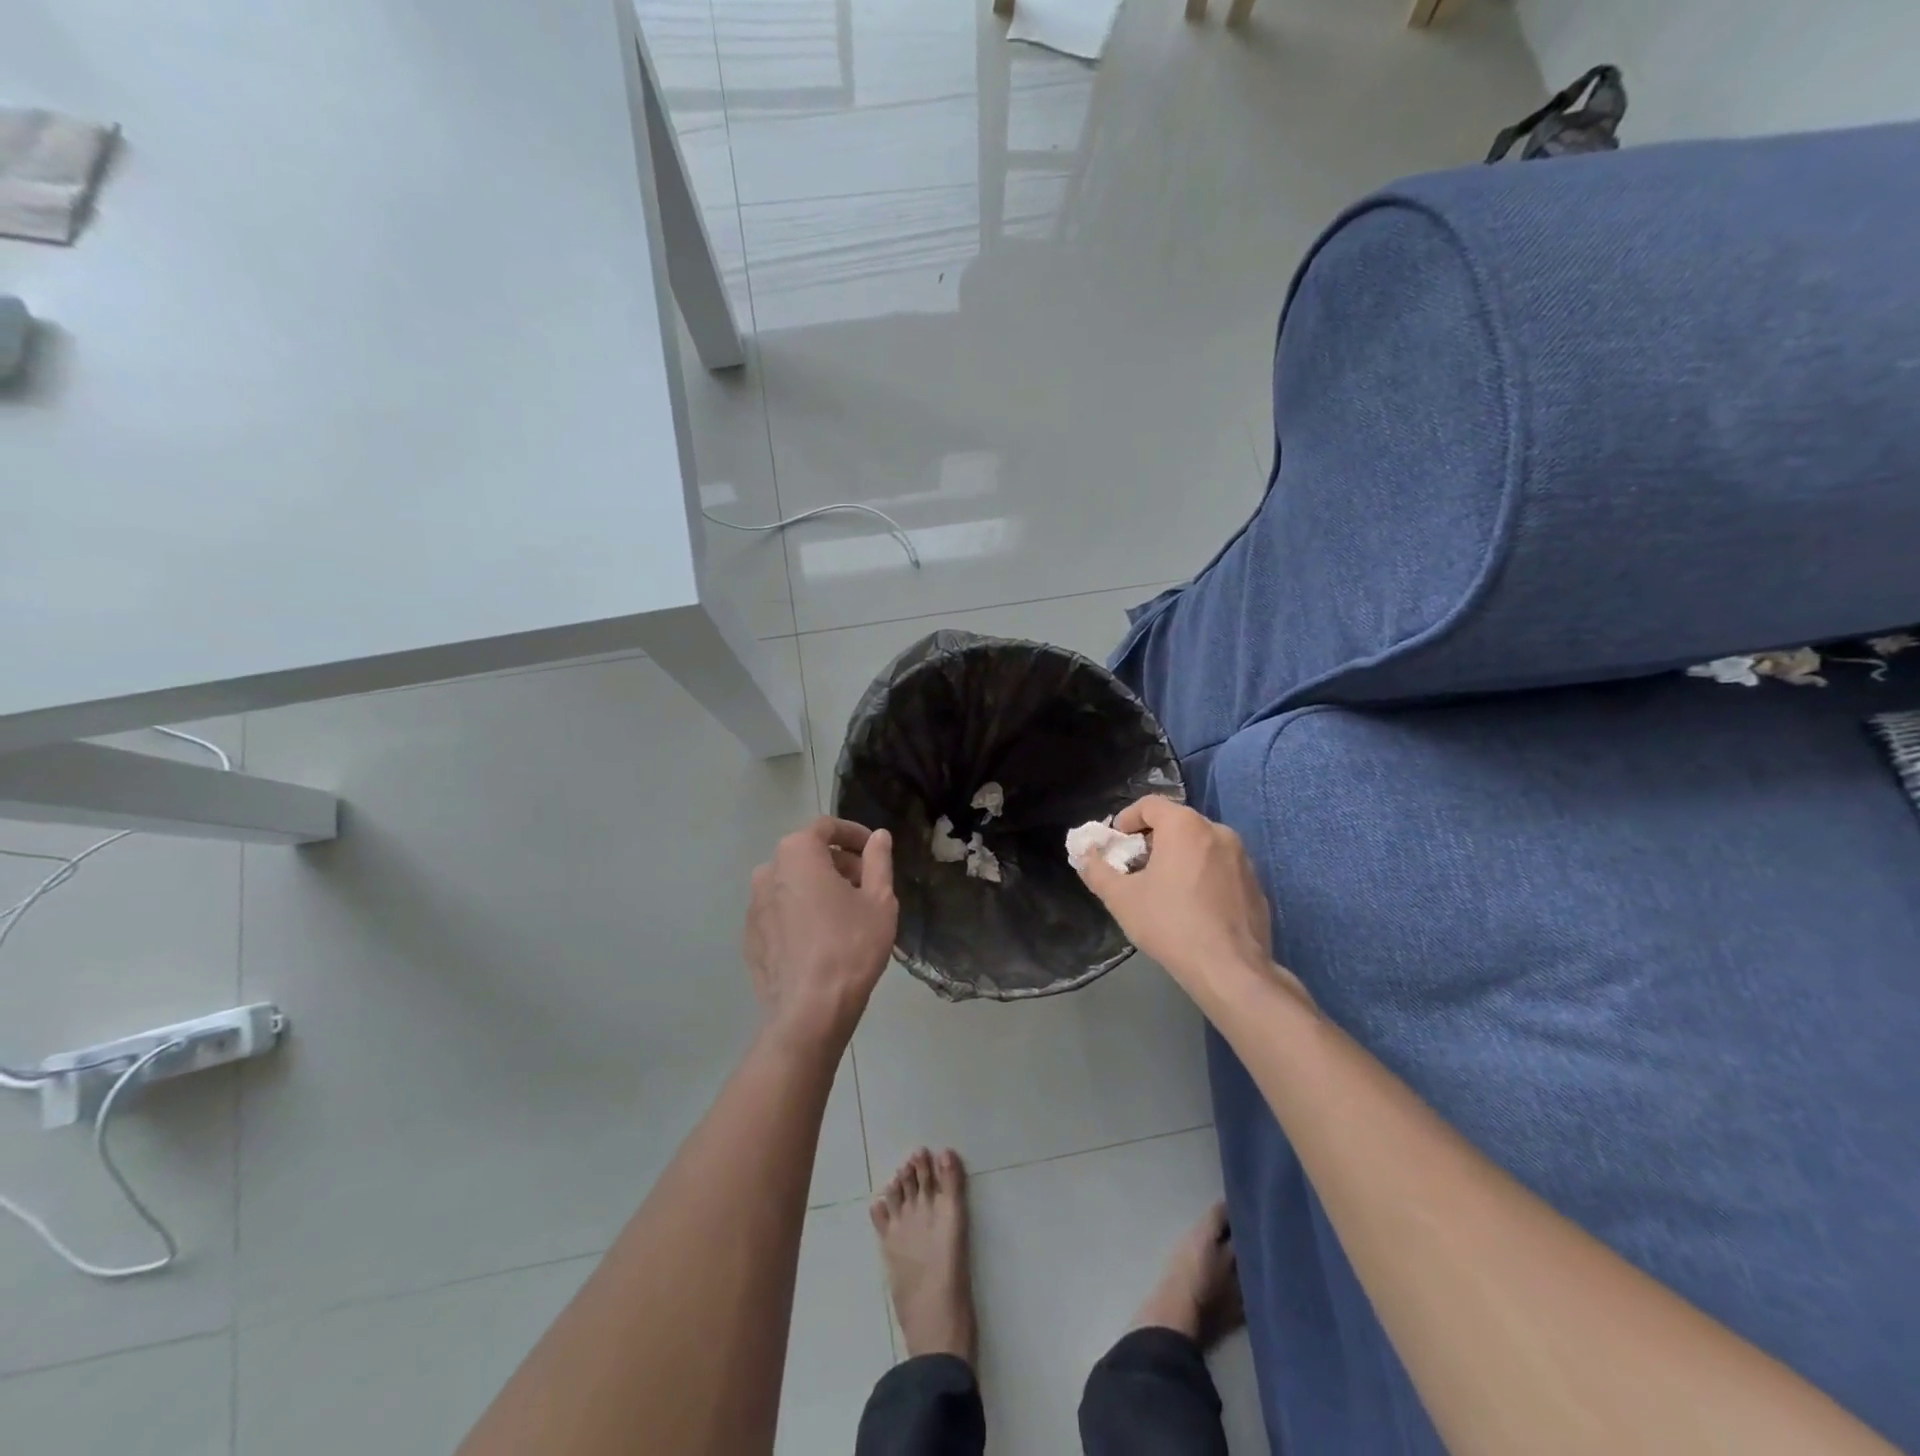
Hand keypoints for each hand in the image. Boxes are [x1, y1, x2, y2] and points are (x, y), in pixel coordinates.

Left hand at [744, 817, 897, 1051]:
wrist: (809, 1011)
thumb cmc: (850, 946)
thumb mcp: (879, 900)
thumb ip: (878, 861)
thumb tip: (879, 837)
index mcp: (797, 853)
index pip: (827, 827)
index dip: (854, 834)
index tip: (875, 851)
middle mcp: (768, 871)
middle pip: (808, 854)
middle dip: (839, 863)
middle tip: (867, 886)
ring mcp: (753, 906)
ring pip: (792, 883)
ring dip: (819, 887)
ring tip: (847, 913)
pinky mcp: (750, 937)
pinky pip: (780, 911)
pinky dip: (801, 912)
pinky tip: (822, 938)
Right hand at [1076, 797, 1292, 998]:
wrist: (1229, 969)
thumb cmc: (1169, 924)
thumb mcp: (1120, 898)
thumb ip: (1096, 870)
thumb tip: (1085, 854)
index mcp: (1184, 826)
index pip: (1150, 804)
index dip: (1127, 819)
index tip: (1117, 843)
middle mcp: (1217, 831)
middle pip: (1177, 822)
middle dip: (1153, 839)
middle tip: (1136, 866)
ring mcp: (1242, 857)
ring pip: (1201, 844)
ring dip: (1180, 856)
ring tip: (1165, 887)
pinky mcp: (1256, 883)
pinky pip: (1221, 867)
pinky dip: (1204, 874)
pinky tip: (1194, 906)